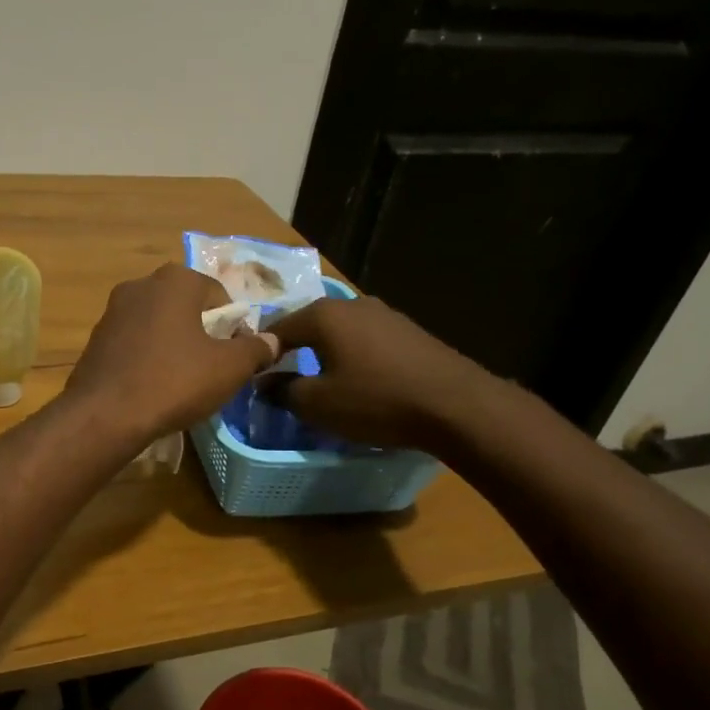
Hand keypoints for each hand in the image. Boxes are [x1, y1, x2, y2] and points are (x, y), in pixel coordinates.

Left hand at [65, 264, 277, 444]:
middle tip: (211, 370)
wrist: (105, 415)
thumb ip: (256, 349)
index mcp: (176, 280)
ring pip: (158, 325)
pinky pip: (134, 343)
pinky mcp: (95, 339)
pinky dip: (148, 358)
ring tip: (181, 382)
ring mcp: (113, 311)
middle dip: (202, 334)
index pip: (220, 296)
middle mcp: (141, 285)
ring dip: (174, 346)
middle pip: (187, 307)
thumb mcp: (229, 368)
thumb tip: (272, 340)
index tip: (235, 358)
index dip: (234, 327)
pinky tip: (152, 387)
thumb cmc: (174, 381)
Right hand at [267, 294, 484, 448]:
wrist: (455, 405)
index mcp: (324, 315)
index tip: (253, 378)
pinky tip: (357, 380)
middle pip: (308, 325)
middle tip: (282, 379)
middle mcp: (351, 304)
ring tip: (319, 381)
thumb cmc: (376, 400)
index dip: (261, 353)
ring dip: (324, 353)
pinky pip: (365, 340)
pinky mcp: (408, 331)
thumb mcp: (318, 404)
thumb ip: (283, 391)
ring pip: (339, 332)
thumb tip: (262, 383)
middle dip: (293, 350)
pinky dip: (352, 356)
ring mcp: (384, 314)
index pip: (276, 328)